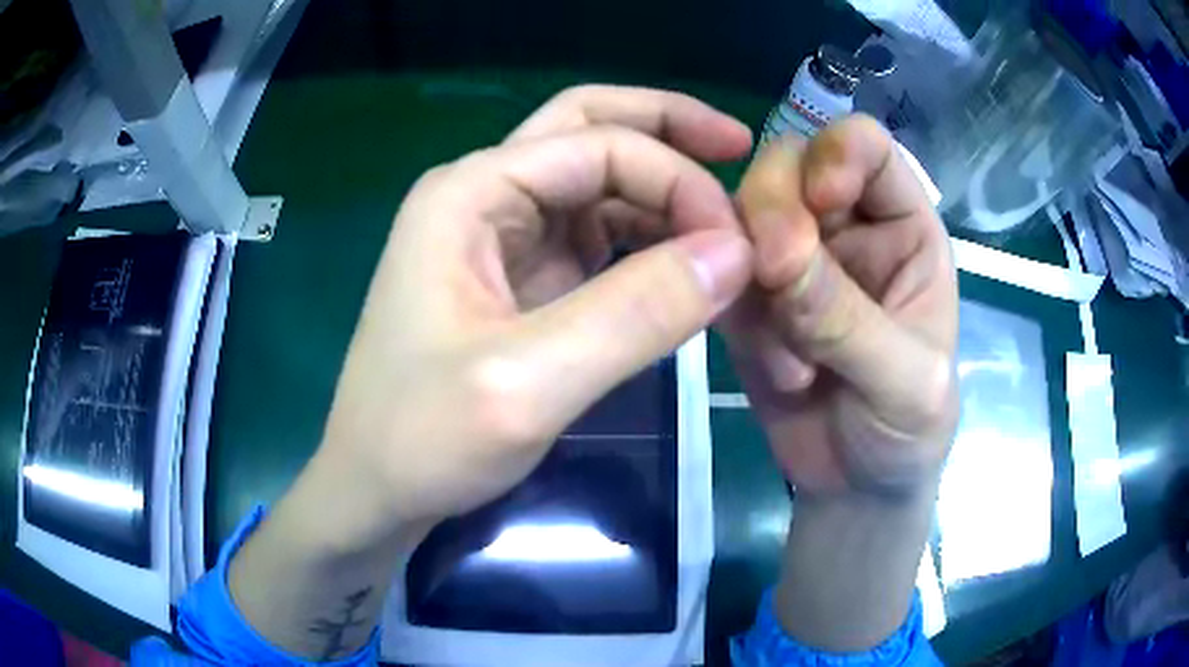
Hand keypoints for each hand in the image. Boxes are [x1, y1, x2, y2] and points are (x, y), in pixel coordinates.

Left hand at [314, 85, 754, 546]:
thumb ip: (637, 312)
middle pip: (588, 127)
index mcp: (469, 192)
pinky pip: (593, 234)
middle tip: (740, 146)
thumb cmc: (423, 440)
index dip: (679, 181)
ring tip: (725, 221)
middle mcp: (482, 195)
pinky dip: (644, 237)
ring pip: (595, 180)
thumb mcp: (529, 383)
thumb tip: (736, 252)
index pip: (599, 145)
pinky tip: (683, 260)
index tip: (739, 247)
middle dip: (667, 129)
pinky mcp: (519, 278)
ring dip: (661, 188)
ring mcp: (500, 235)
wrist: (376, 490)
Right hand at [724, 116, 958, 499]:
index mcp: (903, 228)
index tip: (820, 200)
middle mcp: (846, 229)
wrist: (857, 486)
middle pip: (789, 167)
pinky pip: (720, 275)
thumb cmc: (910, 430)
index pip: (867, 147)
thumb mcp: (905, 382)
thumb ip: (849, 320)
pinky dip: (737, 318)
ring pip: (743, 216)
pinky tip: (778, 374)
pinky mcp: (752, 301)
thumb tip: (777, 254)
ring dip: (754, 281)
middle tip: (775, 278)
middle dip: (774, 212)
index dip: (837, 153)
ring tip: (794, 363)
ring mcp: (794, 262)